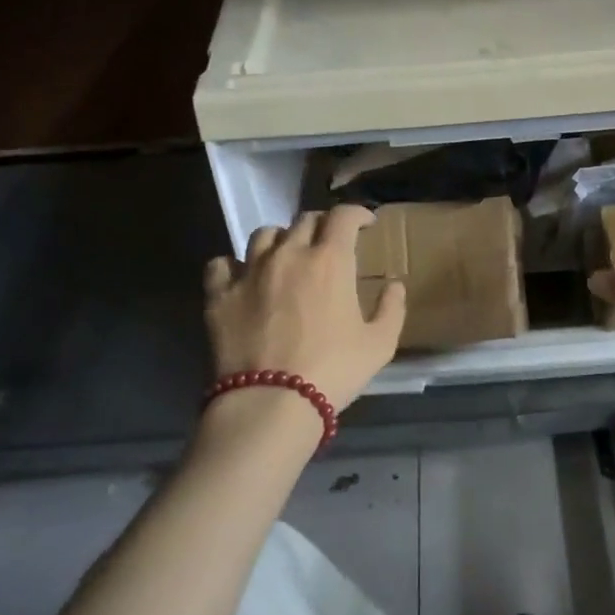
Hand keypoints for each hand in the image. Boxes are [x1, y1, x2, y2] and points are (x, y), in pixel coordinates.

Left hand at [204, 205, 404, 412]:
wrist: (271, 400)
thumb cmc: (334, 370)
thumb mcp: (380, 344)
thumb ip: (392, 308)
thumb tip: (394, 286)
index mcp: (330, 260)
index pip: (343, 216)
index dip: (357, 213)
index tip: (365, 224)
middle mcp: (288, 254)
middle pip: (304, 220)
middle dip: (322, 225)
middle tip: (330, 244)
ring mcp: (249, 271)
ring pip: (264, 234)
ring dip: (281, 239)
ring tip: (286, 257)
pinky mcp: (219, 294)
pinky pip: (223, 264)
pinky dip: (235, 265)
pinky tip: (243, 279)